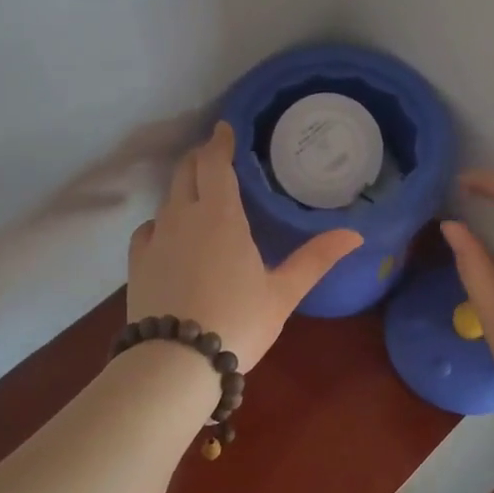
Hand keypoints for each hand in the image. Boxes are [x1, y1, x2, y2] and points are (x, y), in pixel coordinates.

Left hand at [127, 122, 362, 369]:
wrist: (175, 363)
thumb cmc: (238, 322)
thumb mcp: (283, 293)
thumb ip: (316, 258)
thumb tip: (356, 234)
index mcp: (220, 215)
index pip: (215, 163)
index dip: (219, 142)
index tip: (224, 128)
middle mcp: (183, 216)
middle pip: (186, 171)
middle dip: (200, 157)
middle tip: (215, 155)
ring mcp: (156, 238)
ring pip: (166, 198)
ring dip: (182, 187)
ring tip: (198, 193)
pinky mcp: (137, 262)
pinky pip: (148, 228)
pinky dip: (162, 221)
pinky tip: (169, 234)